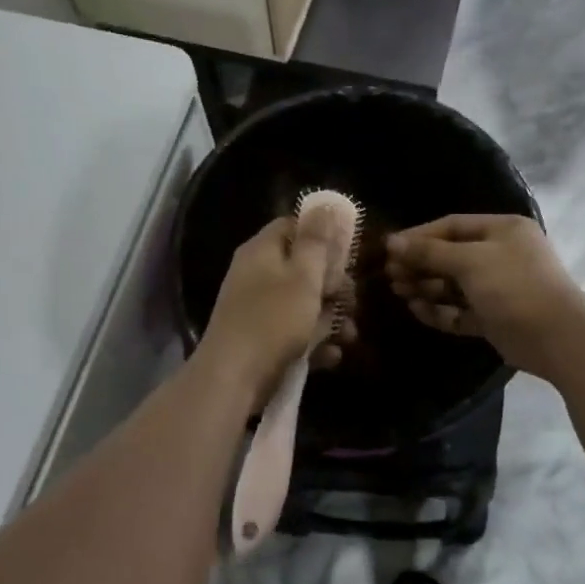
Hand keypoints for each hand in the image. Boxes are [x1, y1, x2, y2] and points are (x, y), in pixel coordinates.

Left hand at [200, 217, 355, 405]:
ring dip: (330, 318)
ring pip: (303, 303)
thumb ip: (317, 241)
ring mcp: (258, 308)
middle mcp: (257, 274)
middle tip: (351, 301)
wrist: (233, 378)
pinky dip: (314, 342)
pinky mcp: (262, 339)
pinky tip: (332, 355)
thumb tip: (325, 204)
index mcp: (262, 250)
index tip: (347, 253)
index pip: (293, 226)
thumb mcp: (303, 276)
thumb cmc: (273, 319)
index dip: (322, 235)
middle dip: (334, 285)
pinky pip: (294, 332)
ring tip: (349, 335)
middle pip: (303, 267)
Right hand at [385, 215, 584, 377]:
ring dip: (426, 286)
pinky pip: (461, 309)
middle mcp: (501, 254)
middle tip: (390, 274)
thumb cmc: (513, 286)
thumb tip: (392, 242)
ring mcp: (499, 287)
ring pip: (454, 284)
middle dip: (420, 264)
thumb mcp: (469, 261)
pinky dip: (440, 310)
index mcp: (502, 230)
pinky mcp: (495, 317)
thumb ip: (430, 252)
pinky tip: (417, 310)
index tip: (390, 248)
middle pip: (451, 255)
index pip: (452, 226)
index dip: (420, 235)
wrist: (558, 338)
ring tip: (398, 291)